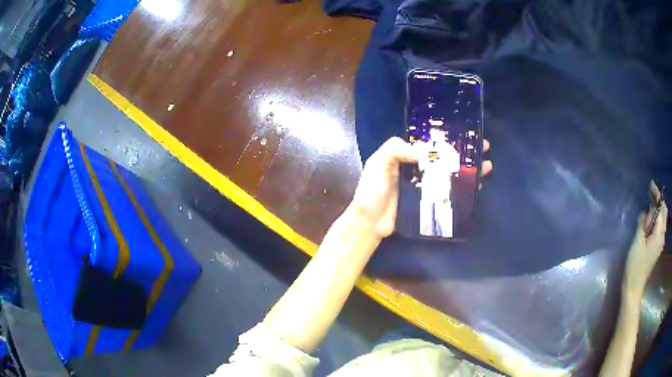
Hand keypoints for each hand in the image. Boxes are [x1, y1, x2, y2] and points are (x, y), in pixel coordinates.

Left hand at [351, 137, 492, 239]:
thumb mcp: (378, 162)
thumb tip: (425, 149)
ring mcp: (425, 186)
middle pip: (446, 157)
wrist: (368, 223)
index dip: (449, 137)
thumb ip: (396, 149)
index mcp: (407, 155)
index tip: (467, 133)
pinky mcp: (429, 203)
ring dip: (468, 169)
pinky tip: (476, 186)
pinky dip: (463, 189)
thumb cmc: (371, 190)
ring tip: (486, 165)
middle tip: (484, 147)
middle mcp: (419, 168)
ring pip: (451, 174)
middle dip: (465, 151)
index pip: (432, 142)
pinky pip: (448, 193)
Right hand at [623, 182, 667, 299]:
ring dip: (656, 212)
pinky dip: (655, 221)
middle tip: (649, 194)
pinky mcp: (655, 249)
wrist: (633, 288)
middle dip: (658, 201)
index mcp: (659, 234)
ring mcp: (659, 244)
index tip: (651, 185)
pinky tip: (648, 223)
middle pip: (663, 213)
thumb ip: (642, 224)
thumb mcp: (637, 242)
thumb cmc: (635, 266)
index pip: (661, 208)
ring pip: (661, 221)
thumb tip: (645, 213)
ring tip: (648, 210)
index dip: (657, 195)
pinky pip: (658, 229)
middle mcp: (661, 237)